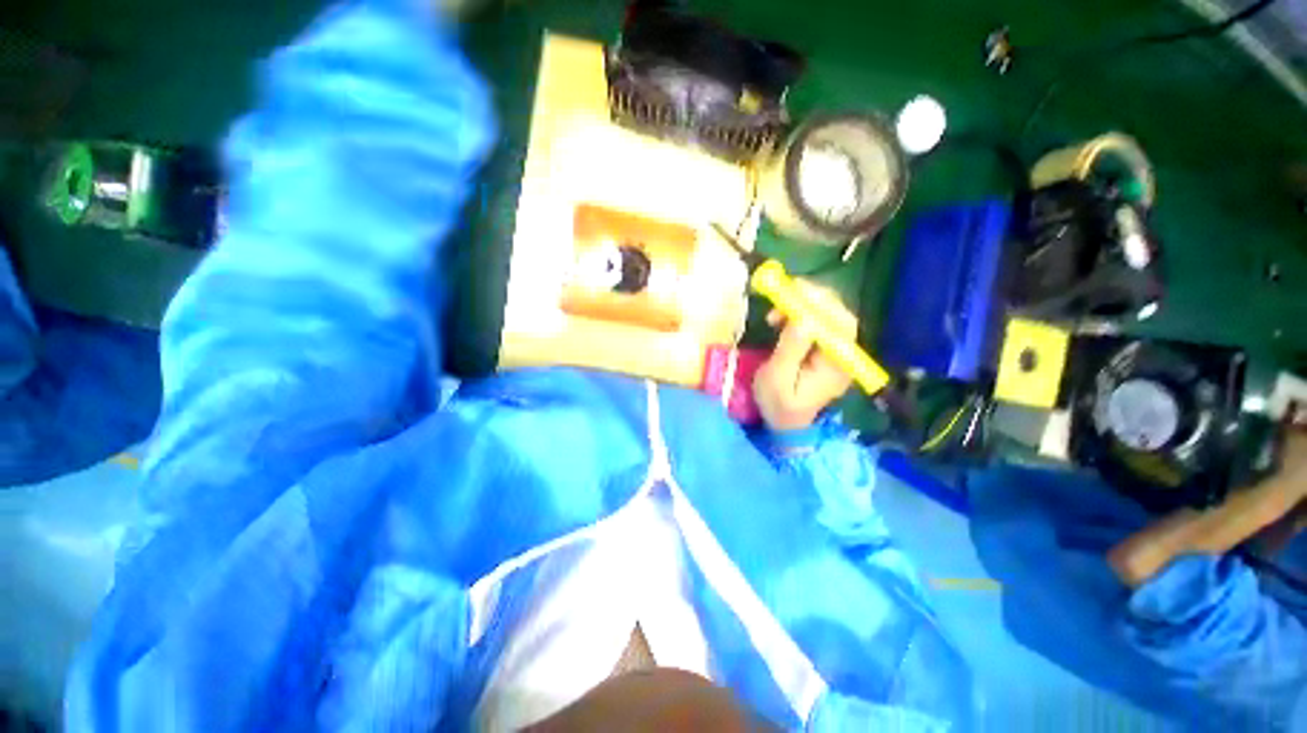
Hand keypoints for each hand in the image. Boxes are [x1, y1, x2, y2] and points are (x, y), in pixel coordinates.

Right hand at [753, 285, 855, 432]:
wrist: (785, 423)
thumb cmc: (779, 405)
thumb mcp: (777, 379)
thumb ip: (791, 349)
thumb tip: (802, 318)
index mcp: (836, 364)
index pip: (841, 325)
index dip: (822, 303)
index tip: (795, 291)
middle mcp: (842, 354)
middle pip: (839, 315)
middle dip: (813, 299)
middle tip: (784, 292)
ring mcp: (834, 351)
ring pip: (828, 316)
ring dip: (803, 305)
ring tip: (776, 312)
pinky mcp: (823, 349)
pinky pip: (818, 323)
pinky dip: (799, 313)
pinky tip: (781, 318)